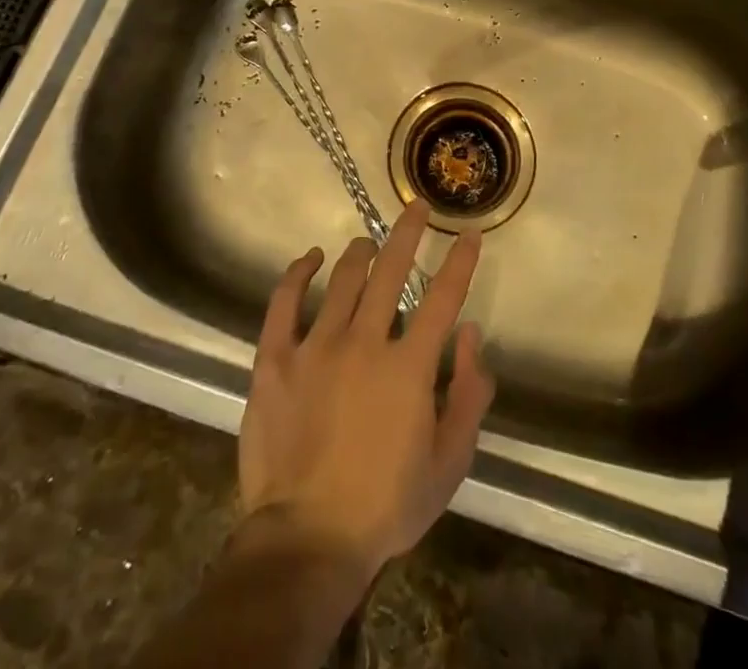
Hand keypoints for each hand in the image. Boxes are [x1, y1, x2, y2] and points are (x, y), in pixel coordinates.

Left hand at [237, 202, 493, 590]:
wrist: (308, 539)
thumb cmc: (386, 505)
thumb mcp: (449, 463)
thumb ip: (469, 395)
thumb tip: (472, 335)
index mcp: (408, 367)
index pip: (443, 298)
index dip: (459, 262)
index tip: (467, 233)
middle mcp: (364, 342)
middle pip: (390, 271)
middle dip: (408, 233)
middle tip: (416, 207)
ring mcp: (315, 346)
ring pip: (342, 279)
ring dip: (360, 252)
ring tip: (369, 242)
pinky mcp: (275, 359)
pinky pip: (283, 302)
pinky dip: (297, 273)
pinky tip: (308, 257)